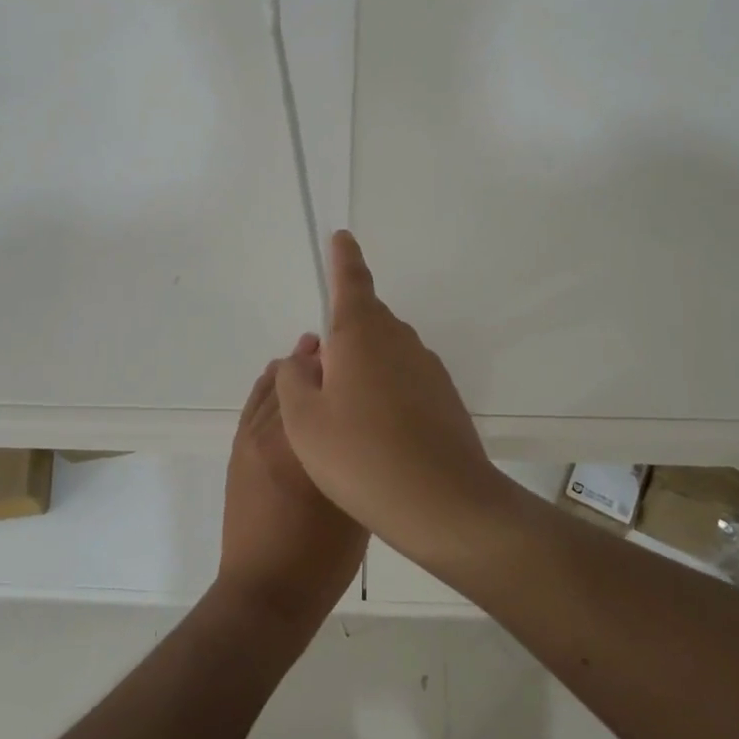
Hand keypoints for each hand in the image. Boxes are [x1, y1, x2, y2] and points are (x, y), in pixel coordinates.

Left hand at [217, 338, 367, 629]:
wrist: (265, 593)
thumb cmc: (321, 557)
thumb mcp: (356, 503)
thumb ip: (355, 456)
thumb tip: (360, 423)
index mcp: (303, 444)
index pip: (319, 386)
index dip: (336, 363)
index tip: (356, 349)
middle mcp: (272, 433)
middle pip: (294, 381)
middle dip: (316, 361)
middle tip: (338, 346)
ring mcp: (250, 441)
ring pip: (272, 389)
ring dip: (292, 369)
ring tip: (310, 349)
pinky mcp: (238, 452)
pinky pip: (254, 405)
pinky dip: (268, 385)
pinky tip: (279, 374)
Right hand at [274, 232, 506, 559]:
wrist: (442, 502)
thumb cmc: (360, 456)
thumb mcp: (304, 422)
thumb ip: (294, 379)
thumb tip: (304, 358)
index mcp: (361, 334)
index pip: (351, 281)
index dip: (343, 258)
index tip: (341, 236)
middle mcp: (398, 340)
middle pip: (367, 320)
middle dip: (344, 333)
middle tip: (322, 373)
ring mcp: (427, 367)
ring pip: (386, 351)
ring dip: (364, 367)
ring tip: (346, 413)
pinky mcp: (444, 396)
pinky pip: (406, 378)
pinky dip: (387, 390)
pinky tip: (378, 431)